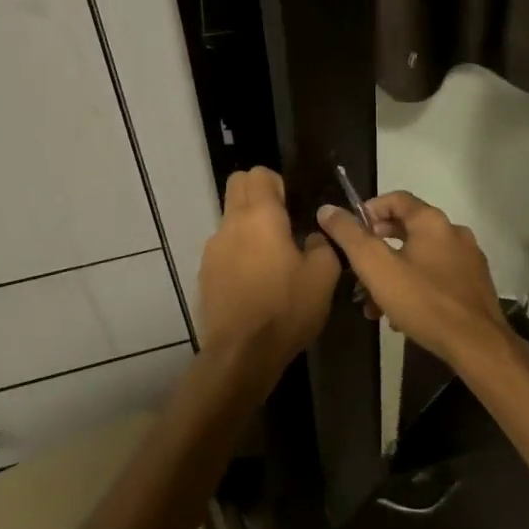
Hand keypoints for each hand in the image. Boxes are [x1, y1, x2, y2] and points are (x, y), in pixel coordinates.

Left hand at [198, 168, 341, 380]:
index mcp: (260, 216)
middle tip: (283, 223)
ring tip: (271, 259)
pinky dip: (238, 254)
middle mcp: (231, 224)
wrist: (241, 354)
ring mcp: (212, 250)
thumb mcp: (323, 276)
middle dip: (258, 195)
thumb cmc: (286, 308)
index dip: (277, 183)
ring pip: (230, 220)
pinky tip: (255, 283)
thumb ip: (322, 245)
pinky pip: (223, 249)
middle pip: (237, 187)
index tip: (294, 206)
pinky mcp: (204, 274)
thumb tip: (312, 237)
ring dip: (248, 227)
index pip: (259, 174)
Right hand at [315, 192, 518, 369]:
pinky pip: (437, 276)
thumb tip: (327, 210)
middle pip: (408, 228)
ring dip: (394, 273)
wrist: (477, 344)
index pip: (396, 198)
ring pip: (421, 256)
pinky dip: (416, 287)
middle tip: (358, 269)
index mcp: (432, 221)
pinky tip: (402, 315)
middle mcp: (454, 232)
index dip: (369, 210)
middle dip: (378, 247)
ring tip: (374, 303)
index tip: (350, 232)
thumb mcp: (377, 268)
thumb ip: (350, 236)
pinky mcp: (475, 285)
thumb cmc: (423, 301)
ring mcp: (468, 259)